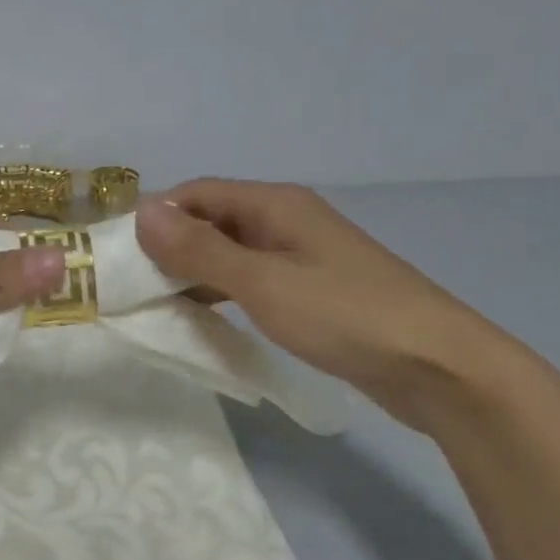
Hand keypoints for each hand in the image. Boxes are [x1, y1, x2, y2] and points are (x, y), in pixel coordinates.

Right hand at [135, 178, 512, 429]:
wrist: (439, 367)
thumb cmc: (345, 315)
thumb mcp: (261, 282)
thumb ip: (199, 249)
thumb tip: (142, 211)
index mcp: (275, 204)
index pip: (198, 193)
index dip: (157, 216)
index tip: (120, 253)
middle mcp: (287, 220)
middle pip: (214, 220)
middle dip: (172, 247)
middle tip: (133, 286)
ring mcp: (303, 256)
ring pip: (232, 253)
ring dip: (196, 273)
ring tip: (160, 305)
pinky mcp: (313, 290)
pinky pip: (254, 280)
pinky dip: (225, 292)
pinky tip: (206, 318)